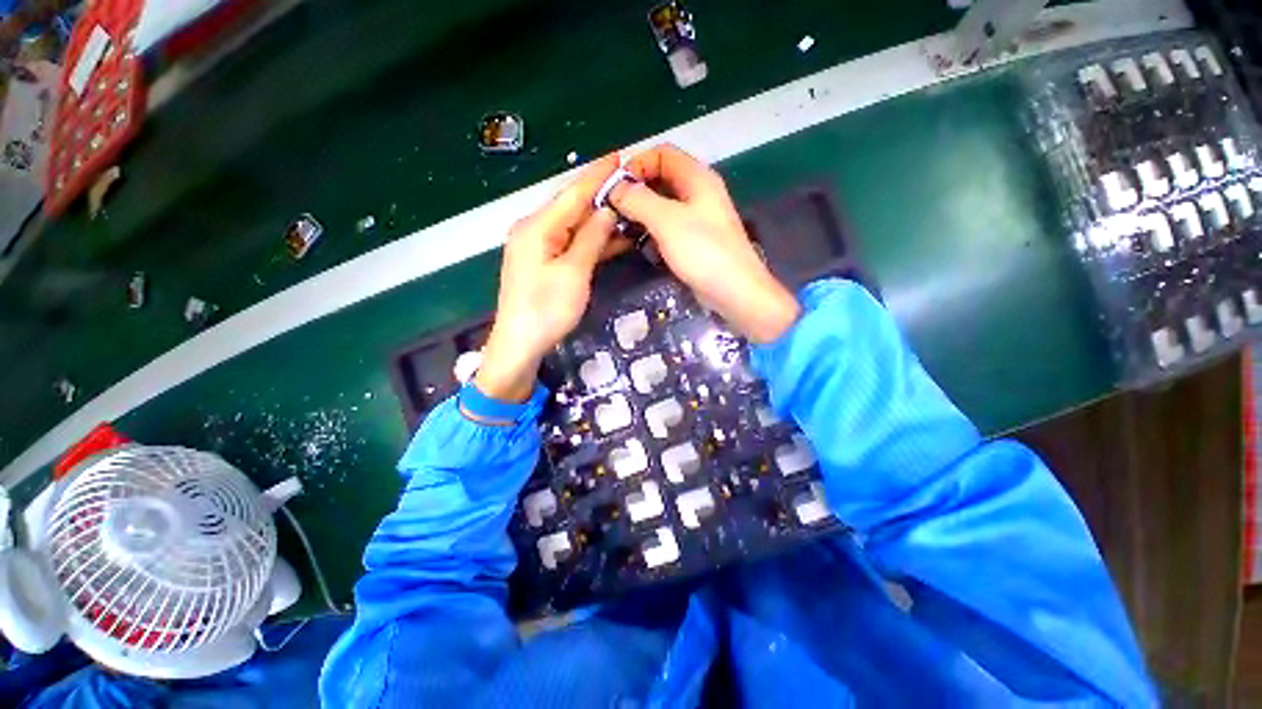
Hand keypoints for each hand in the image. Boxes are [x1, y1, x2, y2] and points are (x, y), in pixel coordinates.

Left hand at [476, 155, 620, 401]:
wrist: (520, 344)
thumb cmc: (546, 310)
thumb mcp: (573, 273)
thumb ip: (591, 239)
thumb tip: (607, 210)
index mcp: (537, 227)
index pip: (572, 193)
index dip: (596, 175)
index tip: (619, 156)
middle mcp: (534, 230)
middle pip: (571, 207)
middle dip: (599, 194)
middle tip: (629, 183)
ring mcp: (538, 247)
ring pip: (573, 226)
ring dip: (598, 219)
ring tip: (627, 208)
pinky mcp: (543, 263)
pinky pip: (570, 243)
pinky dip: (590, 240)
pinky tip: (611, 237)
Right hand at [610, 145, 798, 342]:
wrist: (734, 292)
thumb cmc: (703, 252)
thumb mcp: (667, 221)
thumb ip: (638, 200)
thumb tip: (615, 188)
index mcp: (697, 178)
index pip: (662, 154)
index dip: (637, 164)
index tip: (614, 187)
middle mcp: (697, 193)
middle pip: (661, 179)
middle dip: (635, 190)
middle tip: (611, 209)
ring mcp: (696, 219)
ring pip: (662, 206)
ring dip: (640, 212)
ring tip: (618, 227)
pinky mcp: (693, 242)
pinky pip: (667, 227)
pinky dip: (650, 230)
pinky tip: (636, 243)